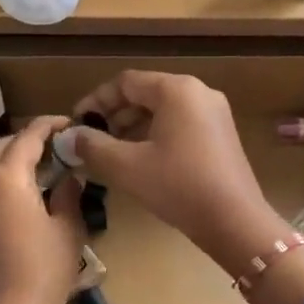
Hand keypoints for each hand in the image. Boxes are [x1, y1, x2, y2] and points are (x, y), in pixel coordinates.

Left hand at [0, 116, 87, 303]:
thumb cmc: (43, 271)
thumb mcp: (67, 229)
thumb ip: (69, 195)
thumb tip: (70, 177)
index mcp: (6, 177)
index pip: (27, 137)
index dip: (49, 126)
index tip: (69, 124)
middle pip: (2, 147)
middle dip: (28, 140)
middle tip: (57, 147)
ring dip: (13, 161)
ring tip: (45, 170)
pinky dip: (4, 182)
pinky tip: (27, 198)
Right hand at [68, 72, 289, 279]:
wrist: (235, 221)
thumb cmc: (178, 186)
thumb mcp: (127, 166)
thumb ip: (93, 146)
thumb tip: (67, 137)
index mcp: (176, 90)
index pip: (125, 82)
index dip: (96, 101)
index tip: (76, 124)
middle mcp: (198, 92)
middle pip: (145, 93)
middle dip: (114, 115)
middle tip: (91, 140)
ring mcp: (214, 113)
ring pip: (163, 110)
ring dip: (133, 127)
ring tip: (111, 153)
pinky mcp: (221, 135)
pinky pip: (180, 124)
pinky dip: (155, 135)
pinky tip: (141, 161)